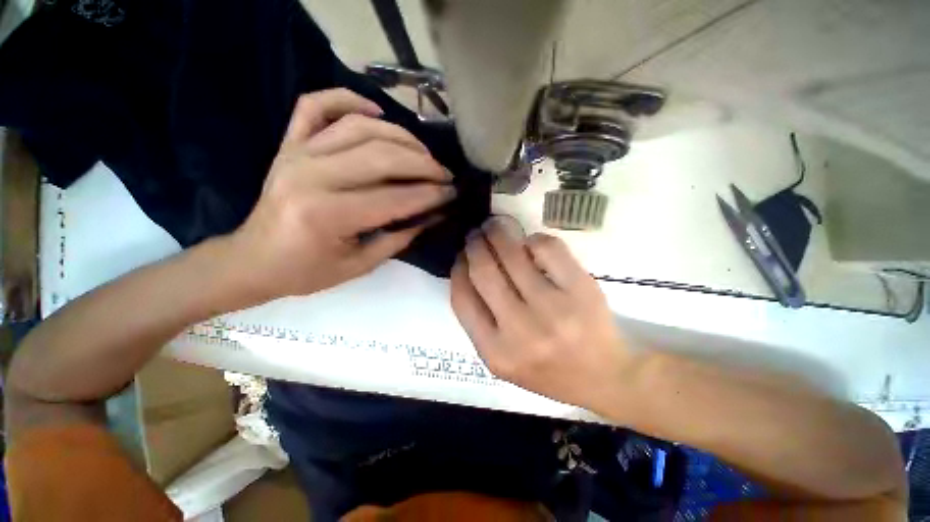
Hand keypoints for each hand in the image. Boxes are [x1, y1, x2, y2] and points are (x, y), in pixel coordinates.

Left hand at [228, 89, 455, 302]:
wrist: (253, 260)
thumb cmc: (307, 271)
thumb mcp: (361, 265)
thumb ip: (401, 237)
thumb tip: (434, 214)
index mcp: (327, 215)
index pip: (393, 199)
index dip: (429, 196)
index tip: (453, 194)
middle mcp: (311, 176)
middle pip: (381, 156)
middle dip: (423, 165)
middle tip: (445, 174)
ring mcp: (297, 153)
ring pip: (360, 128)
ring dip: (401, 137)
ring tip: (424, 154)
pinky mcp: (290, 144)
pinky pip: (316, 105)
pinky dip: (347, 99)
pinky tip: (375, 111)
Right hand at [451, 216, 631, 413]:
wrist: (605, 377)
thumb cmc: (548, 369)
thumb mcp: (502, 359)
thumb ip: (480, 321)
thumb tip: (468, 269)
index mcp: (496, 352)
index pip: (463, 299)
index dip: (458, 270)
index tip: (461, 257)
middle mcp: (521, 331)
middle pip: (484, 272)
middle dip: (474, 245)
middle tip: (475, 234)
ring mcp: (553, 308)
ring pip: (513, 254)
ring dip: (498, 234)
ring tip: (494, 227)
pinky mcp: (580, 289)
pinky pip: (547, 249)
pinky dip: (533, 239)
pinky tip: (530, 243)